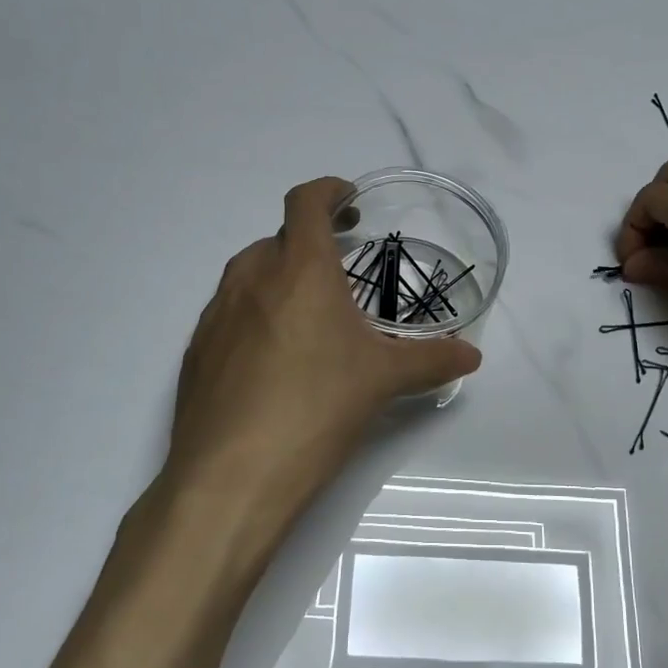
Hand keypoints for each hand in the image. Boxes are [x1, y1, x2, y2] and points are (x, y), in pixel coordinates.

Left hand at [161, 177, 481, 542]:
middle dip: (309, 245)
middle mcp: (250, 279)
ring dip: (278, 280)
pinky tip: (271, 361)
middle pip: (277, 239)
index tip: (350, 202)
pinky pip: (227, 314)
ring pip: (248, 275)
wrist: (232, 476)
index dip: (329, 191)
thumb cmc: (317, 407)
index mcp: (299, 269)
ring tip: (306, 318)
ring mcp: (215, 315)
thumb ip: (432, 360)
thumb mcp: (384, 380)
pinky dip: (252, 317)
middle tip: (339, 274)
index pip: (306, 202)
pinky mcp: (195, 352)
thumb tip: (472, 355)